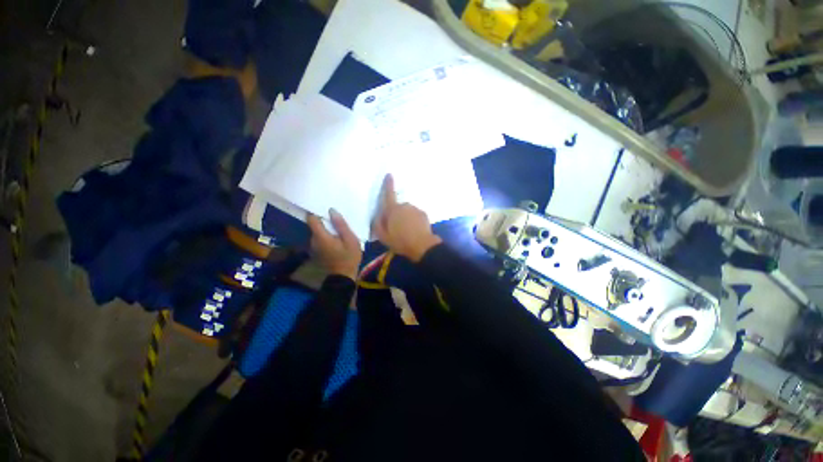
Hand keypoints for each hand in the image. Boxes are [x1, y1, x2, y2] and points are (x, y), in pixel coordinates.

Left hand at [307, 209, 361, 280]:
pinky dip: (326, 236)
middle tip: (337, 219)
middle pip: (315, 225)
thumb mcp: (350, 239)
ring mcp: (314, 247)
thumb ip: (341, 225)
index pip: (311, 218)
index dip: (316, 211)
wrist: (344, 277)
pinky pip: (320, 239)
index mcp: (320, 236)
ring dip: (326, 229)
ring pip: (318, 233)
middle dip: (325, 221)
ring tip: (339, 228)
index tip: (325, 208)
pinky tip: (336, 238)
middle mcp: (313, 240)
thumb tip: (331, 210)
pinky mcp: (317, 252)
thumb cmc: (349, 257)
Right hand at [372, 174, 441, 261]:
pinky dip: (413, 221)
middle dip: (396, 215)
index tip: (389, 174)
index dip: (388, 184)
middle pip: (397, 208)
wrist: (422, 246)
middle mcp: (404, 206)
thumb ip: (377, 224)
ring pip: (407, 212)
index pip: (389, 194)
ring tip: (406, 232)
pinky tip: (414, 231)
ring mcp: (415, 209)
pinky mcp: (423, 214)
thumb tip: (378, 215)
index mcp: (392, 210)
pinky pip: (415, 215)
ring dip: (405, 218)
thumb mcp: (383, 236)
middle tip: (396, 229)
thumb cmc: (400, 241)